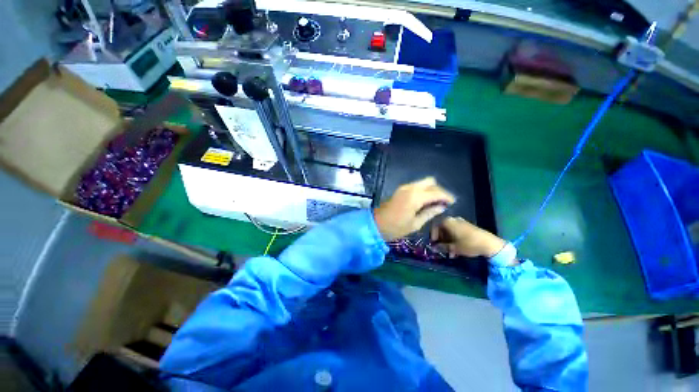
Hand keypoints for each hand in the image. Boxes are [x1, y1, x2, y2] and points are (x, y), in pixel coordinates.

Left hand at [374, 177, 454, 240]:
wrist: (375, 224)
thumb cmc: (395, 227)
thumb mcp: (415, 224)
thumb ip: (429, 213)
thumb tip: (441, 207)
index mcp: (415, 197)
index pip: (436, 192)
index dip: (446, 196)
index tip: (453, 202)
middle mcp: (410, 188)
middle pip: (430, 182)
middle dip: (439, 190)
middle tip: (443, 202)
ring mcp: (403, 188)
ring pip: (422, 183)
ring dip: (430, 190)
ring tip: (435, 202)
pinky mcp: (400, 190)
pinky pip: (415, 186)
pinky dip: (422, 191)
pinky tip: (425, 201)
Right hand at [431, 217, 507, 260]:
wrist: (489, 243)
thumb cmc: (468, 244)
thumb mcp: (453, 248)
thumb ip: (442, 247)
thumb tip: (434, 248)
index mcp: (447, 222)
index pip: (434, 227)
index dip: (433, 236)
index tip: (434, 244)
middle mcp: (452, 219)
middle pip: (442, 229)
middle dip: (441, 240)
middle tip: (442, 249)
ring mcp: (461, 222)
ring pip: (449, 231)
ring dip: (448, 241)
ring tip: (451, 252)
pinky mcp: (467, 226)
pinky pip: (456, 231)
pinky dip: (454, 239)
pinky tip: (457, 248)